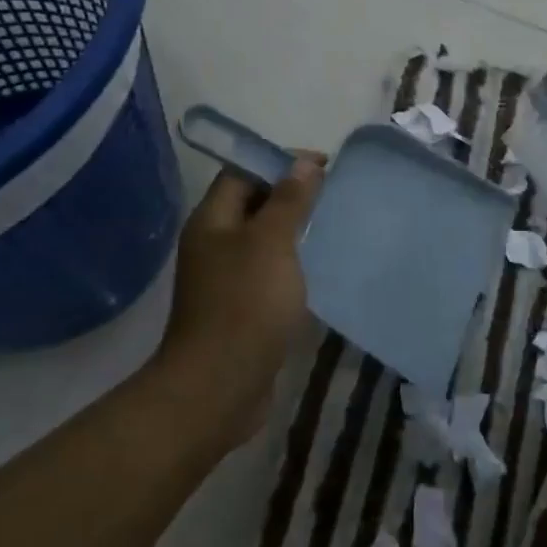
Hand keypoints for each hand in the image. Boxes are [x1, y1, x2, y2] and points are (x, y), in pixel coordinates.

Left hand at [162, 156, 323, 445]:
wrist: (220, 386)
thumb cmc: (246, 304)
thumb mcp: (272, 243)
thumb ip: (288, 201)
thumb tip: (303, 163)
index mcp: (212, 221)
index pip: (242, 172)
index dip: (280, 161)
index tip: (324, 164)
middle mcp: (214, 244)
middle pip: (252, 204)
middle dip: (291, 193)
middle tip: (334, 193)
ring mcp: (225, 278)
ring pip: (263, 239)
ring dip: (294, 228)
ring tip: (333, 224)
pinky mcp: (241, 307)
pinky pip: (269, 270)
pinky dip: (293, 261)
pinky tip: (320, 266)